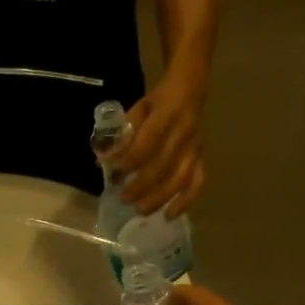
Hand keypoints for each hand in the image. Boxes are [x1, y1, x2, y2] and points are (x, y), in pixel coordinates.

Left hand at [116, 69, 205, 216]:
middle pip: (163, 166)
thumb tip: (104, 158)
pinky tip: (170, 215)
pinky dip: (185, 201)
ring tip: (140, 210)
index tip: (114, 174)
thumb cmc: (158, 101)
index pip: (147, 144)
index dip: (130, 162)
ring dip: (159, 198)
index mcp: (167, 115)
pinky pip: (197, 182)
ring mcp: (195, 148)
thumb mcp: (138, 108)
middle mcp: (184, 134)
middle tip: (123, 199)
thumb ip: (123, 133)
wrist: (189, 90)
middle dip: (141, 186)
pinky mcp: (201, 158)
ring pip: (180, 179)